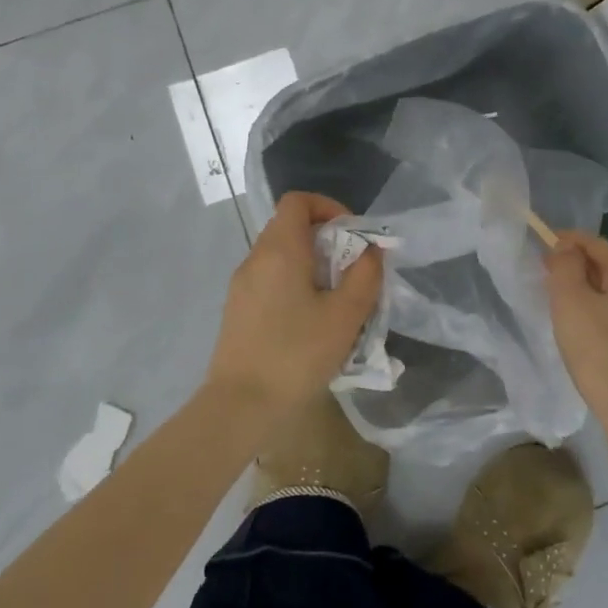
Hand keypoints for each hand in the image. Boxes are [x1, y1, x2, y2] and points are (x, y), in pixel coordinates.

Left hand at [204, 191, 382, 425]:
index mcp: (280, 250)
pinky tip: (309, 321)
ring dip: (310, 264)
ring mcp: (241, 285)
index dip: (328, 207)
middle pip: (289, 226)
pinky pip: (269, 279)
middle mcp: (255, 258)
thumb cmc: (297, 354)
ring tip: (335, 299)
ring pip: (280, 255)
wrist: (241, 406)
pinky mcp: (237, 309)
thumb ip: (365, 275)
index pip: (297, 201)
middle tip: (351, 270)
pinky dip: (293, 283)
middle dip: (325, 239)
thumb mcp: (345, 315)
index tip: (351, 235)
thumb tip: (371, 250)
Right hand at [545, 231, 607, 437]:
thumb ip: (565, 267)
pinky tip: (587, 336)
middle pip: (607, 267)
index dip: (567, 239)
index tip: (542, 245)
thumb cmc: (601, 352)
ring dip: (588, 293)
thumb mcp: (571, 302)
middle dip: (576, 266)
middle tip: (546, 276)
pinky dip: (601, 317)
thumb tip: (565, 248)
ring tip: (562, 306)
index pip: (595, 243)